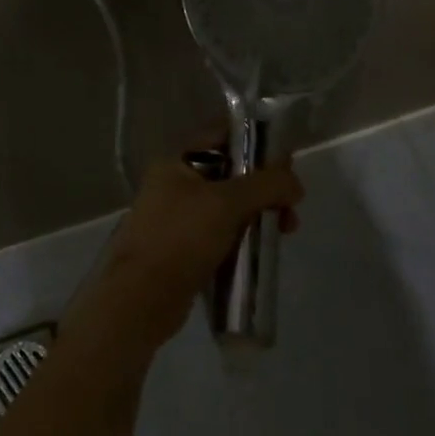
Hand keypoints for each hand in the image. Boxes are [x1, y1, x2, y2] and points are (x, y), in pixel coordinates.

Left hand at [69, 156, 303, 355]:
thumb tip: (295, 183)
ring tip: (285, 231)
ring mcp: (179, 218)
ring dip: (259, 213)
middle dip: (264, 185)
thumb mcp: (226, 203)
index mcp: (177, 161)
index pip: (222, 134)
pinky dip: (244, 237)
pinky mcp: (185, 250)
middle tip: (291, 204)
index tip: (286, 159)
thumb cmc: (180, 239)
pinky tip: (263, 249)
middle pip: (231, 172)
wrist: (139, 301)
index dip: (256, 140)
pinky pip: (223, 234)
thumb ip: (265, 185)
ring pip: (229, 205)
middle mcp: (176, 184)